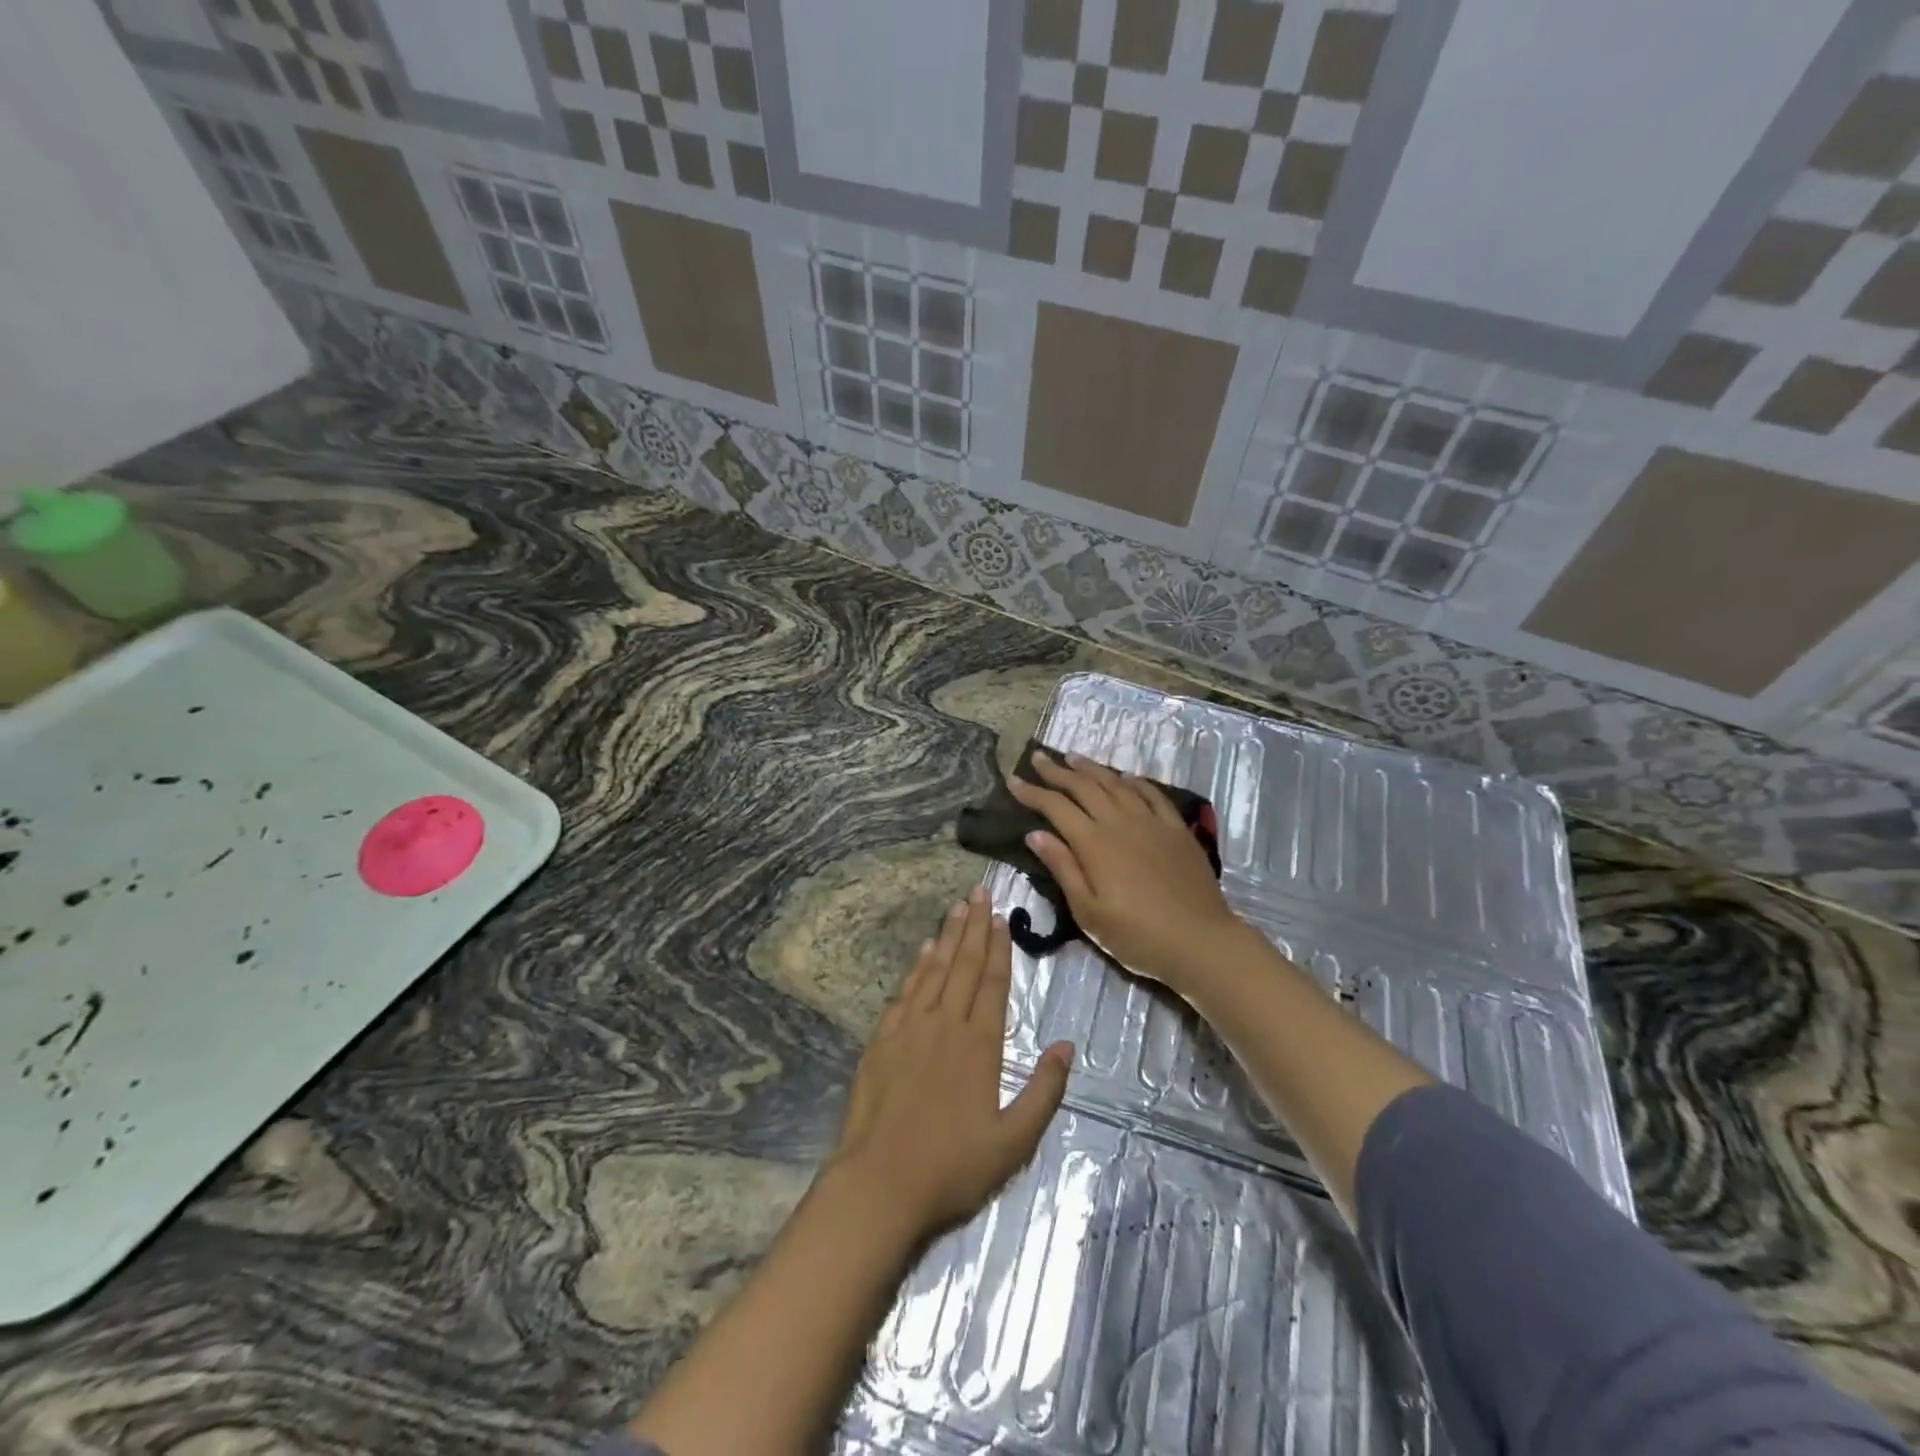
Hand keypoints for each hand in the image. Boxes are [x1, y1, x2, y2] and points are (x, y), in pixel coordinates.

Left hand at [827, 887, 1072, 1242]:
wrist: (879, 1182)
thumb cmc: (951, 1167)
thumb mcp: (1013, 1142)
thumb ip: (1044, 1091)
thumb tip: (1067, 1045)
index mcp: (979, 1045)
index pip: (992, 983)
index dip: (998, 948)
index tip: (1001, 918)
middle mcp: (945, 1024)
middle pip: (963, 965)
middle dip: (974, 927)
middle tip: (979, 892)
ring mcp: (910, 1028)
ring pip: (934, 970)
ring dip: (948, 936)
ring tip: (957, 907)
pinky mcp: (882, 1038)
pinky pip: (905, 990)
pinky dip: (917, 965)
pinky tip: (924, 949)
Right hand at [1008, 751, 1248, 995]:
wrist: (1201, 941)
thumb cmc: (1137, 936)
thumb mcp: (1089, 913)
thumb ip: (1063, 868)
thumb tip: (1035, 834)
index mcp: (1095, 844)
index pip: (1056, 808)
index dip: (1033, 792)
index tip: (1013, 781)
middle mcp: (1121, 822)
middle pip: (1084, 787)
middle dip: (1057, 771)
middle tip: (1039, 757)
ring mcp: (1152, 822)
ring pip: (1116, 784)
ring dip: (1092, 769)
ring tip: (1073, 757)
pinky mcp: (1176, 829)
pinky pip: (1152, 794)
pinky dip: (1134, 781)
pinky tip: (1125, 776)